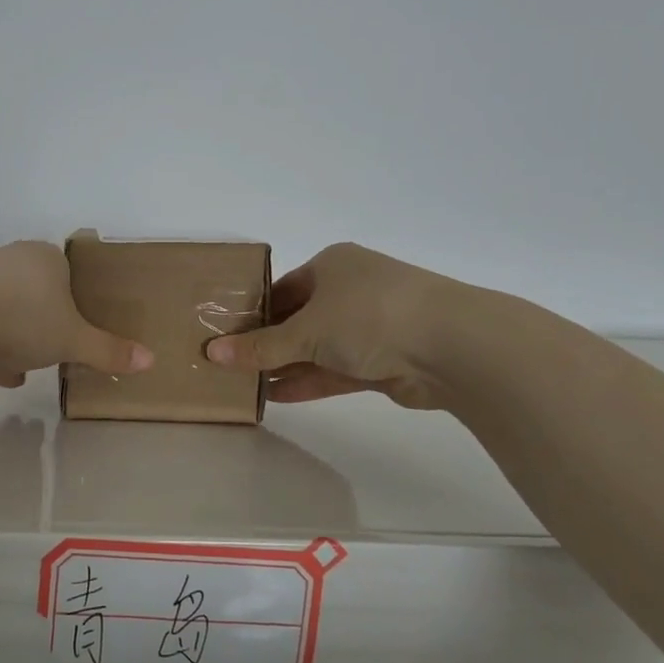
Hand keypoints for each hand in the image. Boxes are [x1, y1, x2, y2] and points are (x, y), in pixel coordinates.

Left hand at [0, 242, 152, 405]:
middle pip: (34, 292)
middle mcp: (11, 259)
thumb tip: (150, 360)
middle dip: (43, 323)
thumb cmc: (25, 319)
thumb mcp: (73, 340)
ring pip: (5, 310)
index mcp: (46, 258)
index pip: (67, 273)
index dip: (75, 302)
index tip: (77, 329)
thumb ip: (108, 351)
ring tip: (24, 370)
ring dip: (14, 339)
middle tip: (54, 350)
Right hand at [205, 242, 463, 410]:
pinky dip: (308, 381)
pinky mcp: (382, 360)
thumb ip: (260, 346)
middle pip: (297, 319)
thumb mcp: (306, 330)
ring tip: (244, 385)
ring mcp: (369, 326)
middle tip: (229, 365)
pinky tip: (276, 396)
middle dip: (266, 344)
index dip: (252, 313)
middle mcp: (350, 291)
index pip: (281, 289)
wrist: (452, 346)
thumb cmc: (370, 315)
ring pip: (316, 347)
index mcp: (331, 266)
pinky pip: (335, 370)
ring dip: (285, 366)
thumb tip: (211, 354)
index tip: (224, 336)